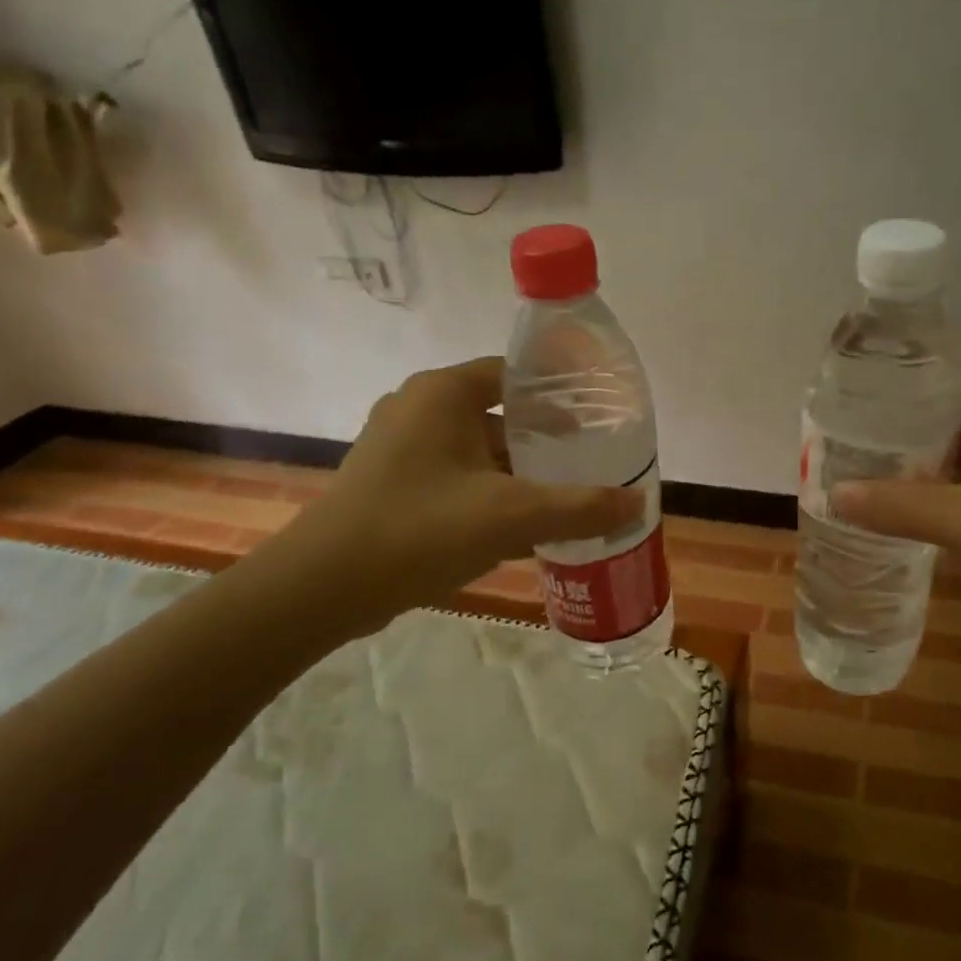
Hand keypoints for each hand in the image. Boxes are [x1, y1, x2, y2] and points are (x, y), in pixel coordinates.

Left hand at [265, 357, 640, 639]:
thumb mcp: (511, 516)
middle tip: (588, 461)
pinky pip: (453, 475)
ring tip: (562, 494)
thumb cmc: (420, 529)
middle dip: (542, 439)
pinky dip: (487, 492)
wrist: (322, 587)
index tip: (596, 418)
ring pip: (475, 449)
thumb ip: (580, 507)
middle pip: (497, 413)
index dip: (558, 393)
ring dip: (516, 471)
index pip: (514, 373)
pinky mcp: (389, 481)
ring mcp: (398, 446)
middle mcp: (418, 407)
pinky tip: (517, 525)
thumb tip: (639, 503)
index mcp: (444, 393)